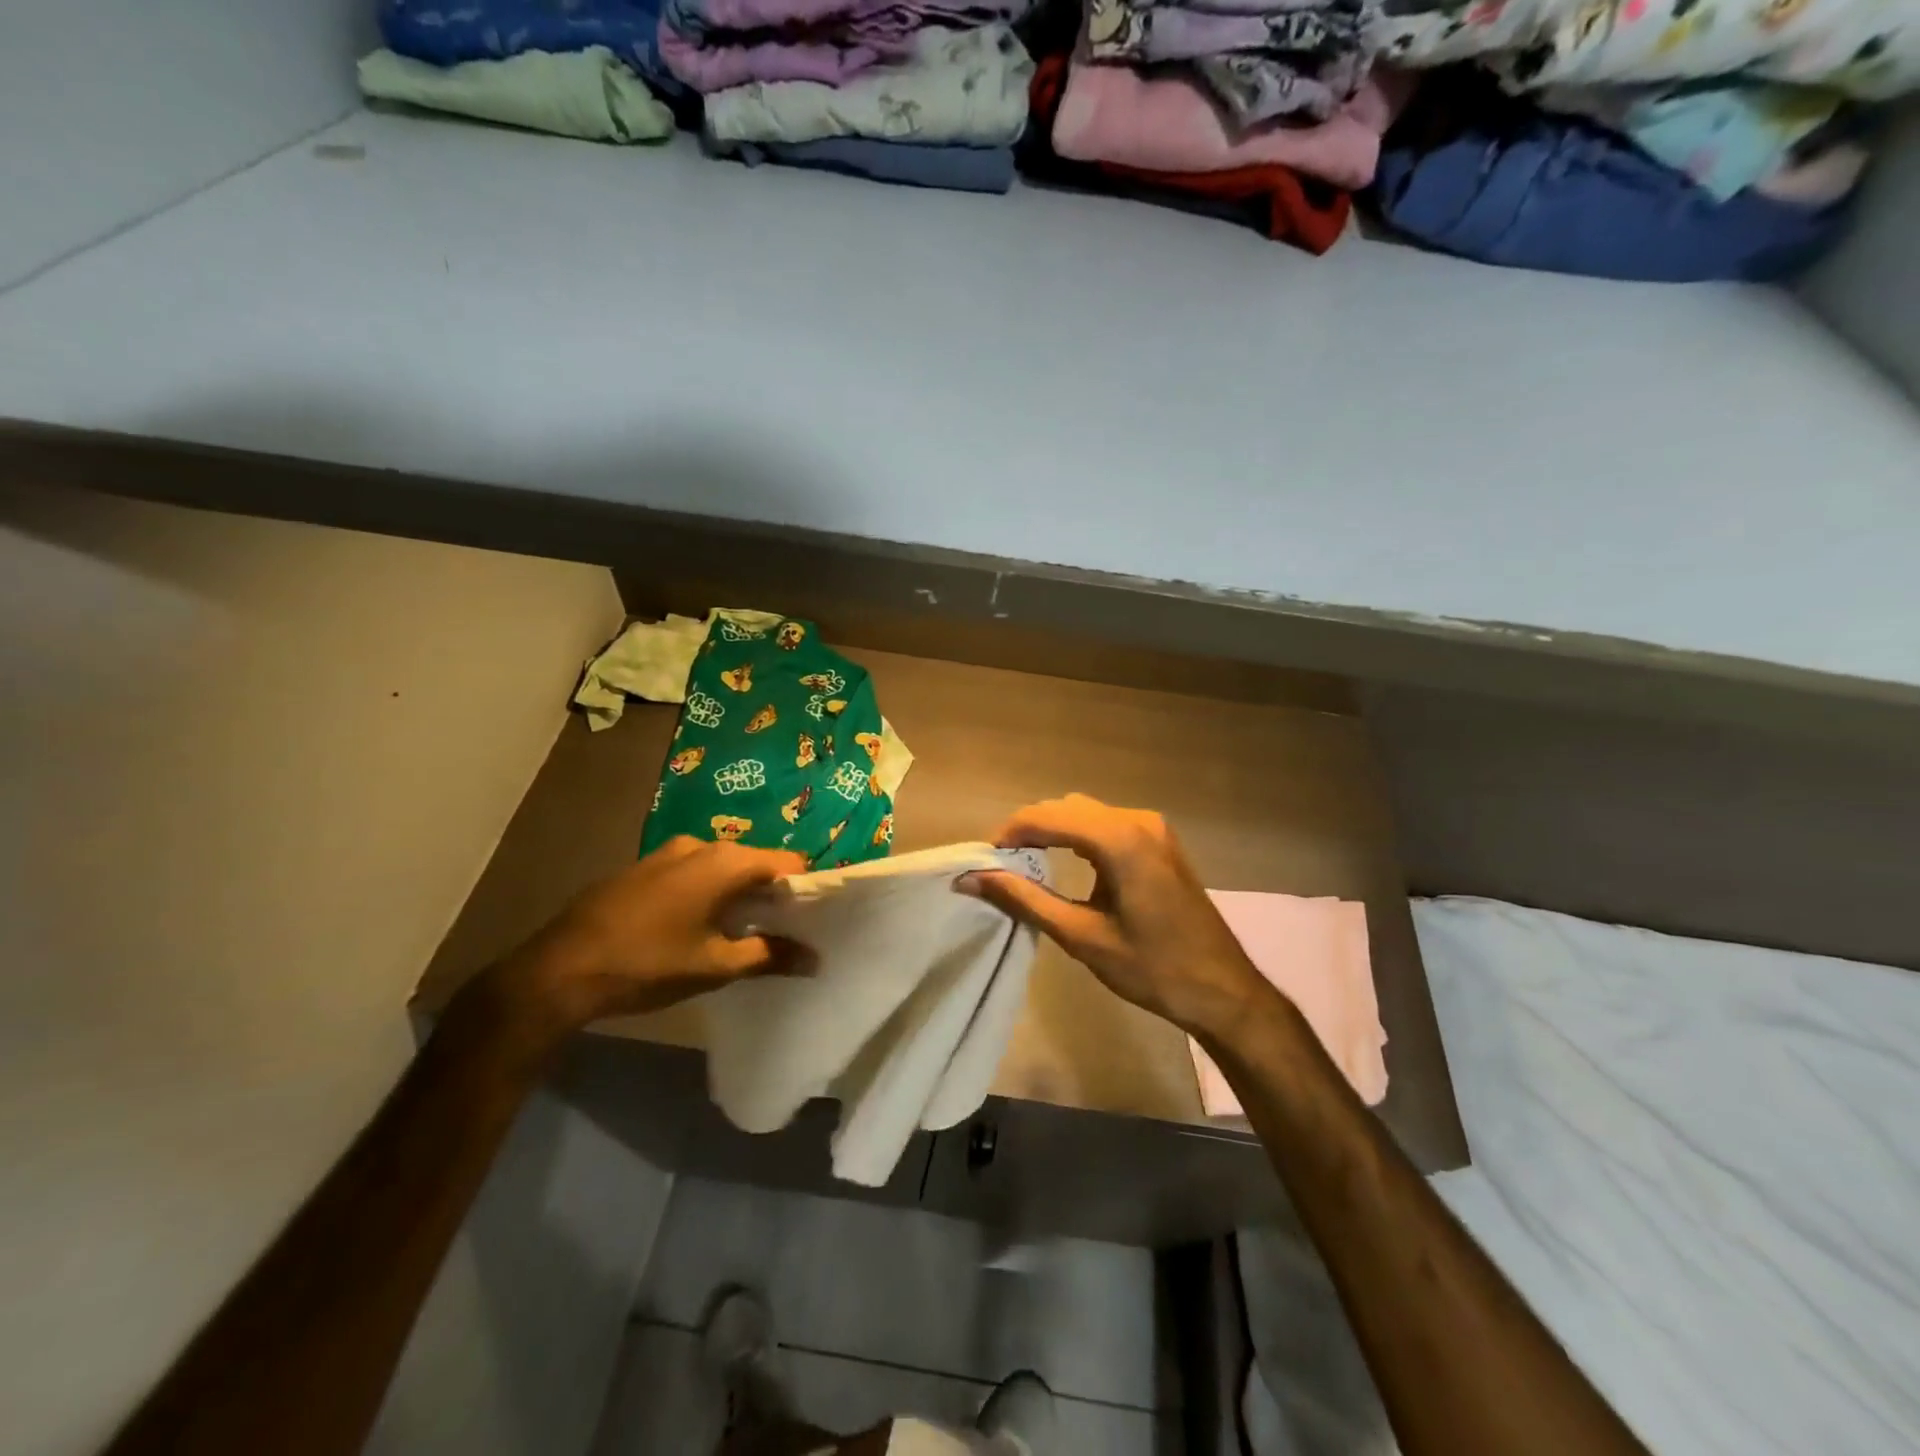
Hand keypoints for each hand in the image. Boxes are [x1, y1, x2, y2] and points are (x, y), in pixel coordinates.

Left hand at [493, 836, 808, 1036]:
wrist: (558, 970)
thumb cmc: (648, 964)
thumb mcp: (715, 966)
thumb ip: (769, 956)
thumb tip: (815, 959)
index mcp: (726, 861)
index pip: (788, 862)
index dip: (805, 890)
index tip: (811, 921)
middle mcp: (700, 845)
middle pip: (755, 862)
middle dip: (771, 894)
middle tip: (780, 933)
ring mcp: (667, 853)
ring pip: (722, 867)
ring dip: (737, 894)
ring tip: (740, 932)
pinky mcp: (643, 868)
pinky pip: (692, 872)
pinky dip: (707, 892)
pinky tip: (696, 926)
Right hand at [962, 794, 1270, 1039]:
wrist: (1223, 991)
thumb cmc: (1152, 968)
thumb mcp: (1081, 936)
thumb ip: (1025, 900)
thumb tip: (972, 879)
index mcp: (1120, 840)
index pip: (1048, 817)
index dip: (1010, 833)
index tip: (983, 859)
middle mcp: (1137, 820)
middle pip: (1066, 808)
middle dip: (1029, 829)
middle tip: (1000, 865)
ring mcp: (1154, 828)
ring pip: (1086, 812)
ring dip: (1053, 830)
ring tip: (1025, 864)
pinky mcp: (1160, 841)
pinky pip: (1107, 823)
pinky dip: (1078, 835)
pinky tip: (1066, 863)